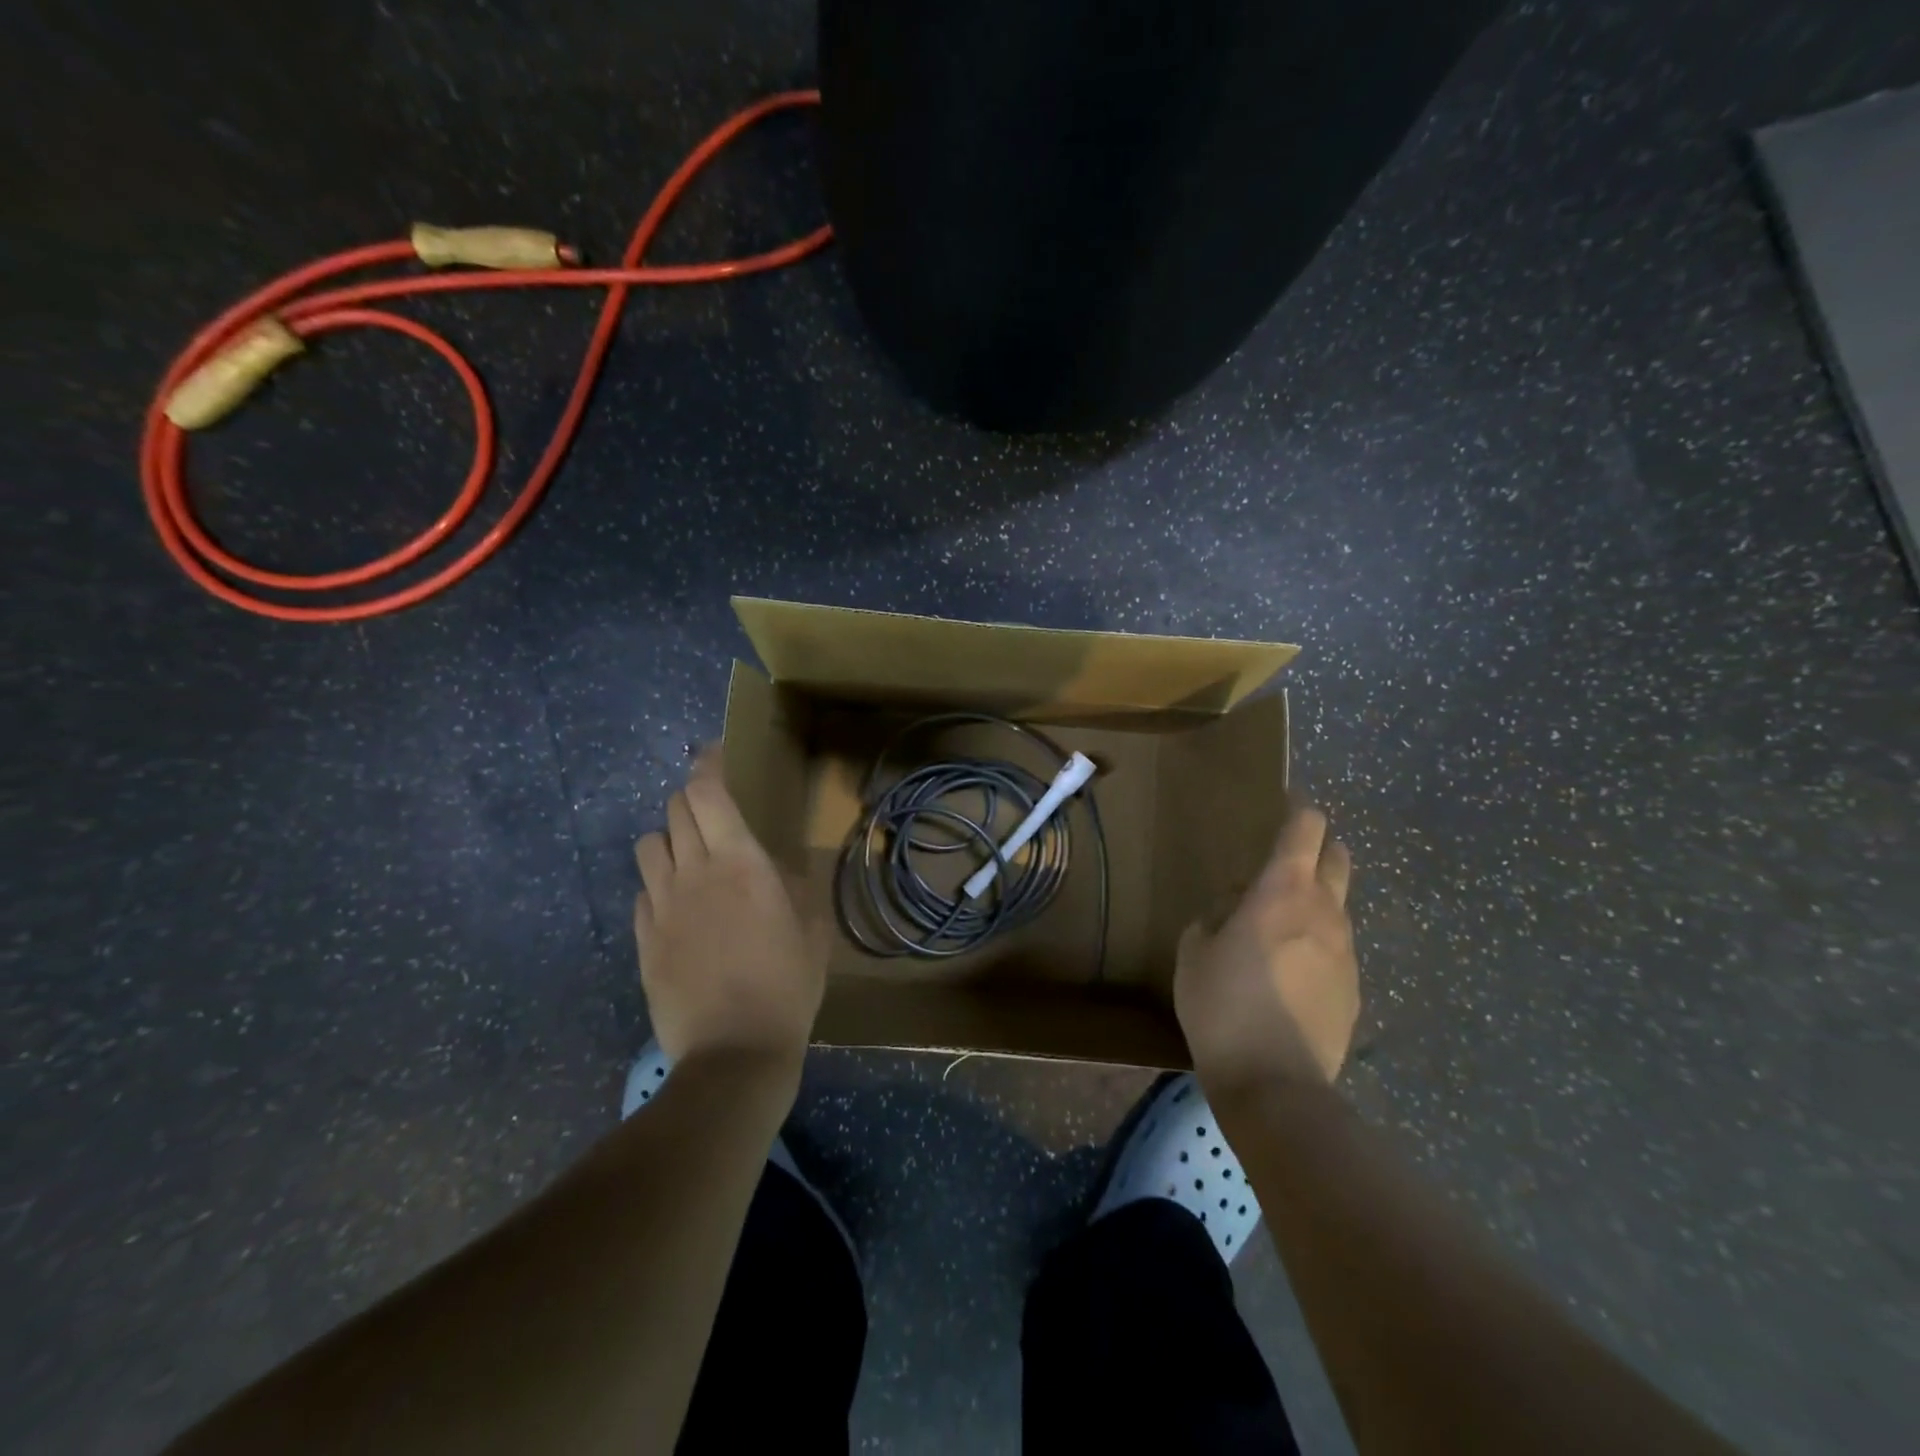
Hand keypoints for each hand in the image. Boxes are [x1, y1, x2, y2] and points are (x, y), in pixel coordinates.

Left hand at [633, 752, 823, 1065]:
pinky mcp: (643, 939)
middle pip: (675, 810)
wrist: (733, 1053)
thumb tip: (784, 869)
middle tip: (714, 816)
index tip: (714, 755)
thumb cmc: (786, 987)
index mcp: (740, 863)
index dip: (707, 765)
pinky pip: (643, 893)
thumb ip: (798, 889)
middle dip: (692, 801)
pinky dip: (658, 886)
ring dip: (669, 840)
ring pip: (649, 846)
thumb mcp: (812, 932)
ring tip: (691, 860)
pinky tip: (679, 908)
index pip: (708, 792)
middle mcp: (693, 872)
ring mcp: (661, 906)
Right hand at [1174, 805, 1358, 1093]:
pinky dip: (1319, 942)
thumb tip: (1234, 907)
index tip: (1287, 804)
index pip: (1306, 829)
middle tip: (1286, 859)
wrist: (1275, 1082)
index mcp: (1282, 891)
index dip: (1299, 810)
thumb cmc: (1222, 1004)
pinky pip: (1337, 947)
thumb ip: (1214, 916)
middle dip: (1318, 847)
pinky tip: (1290, 972)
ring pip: (1338, 906)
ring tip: (1280, 924)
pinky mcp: (1354, 988)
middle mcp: (1324, 911)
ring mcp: (1347, 952)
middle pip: (1337, 858)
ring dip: (1316, 899)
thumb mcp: (1194, 951)